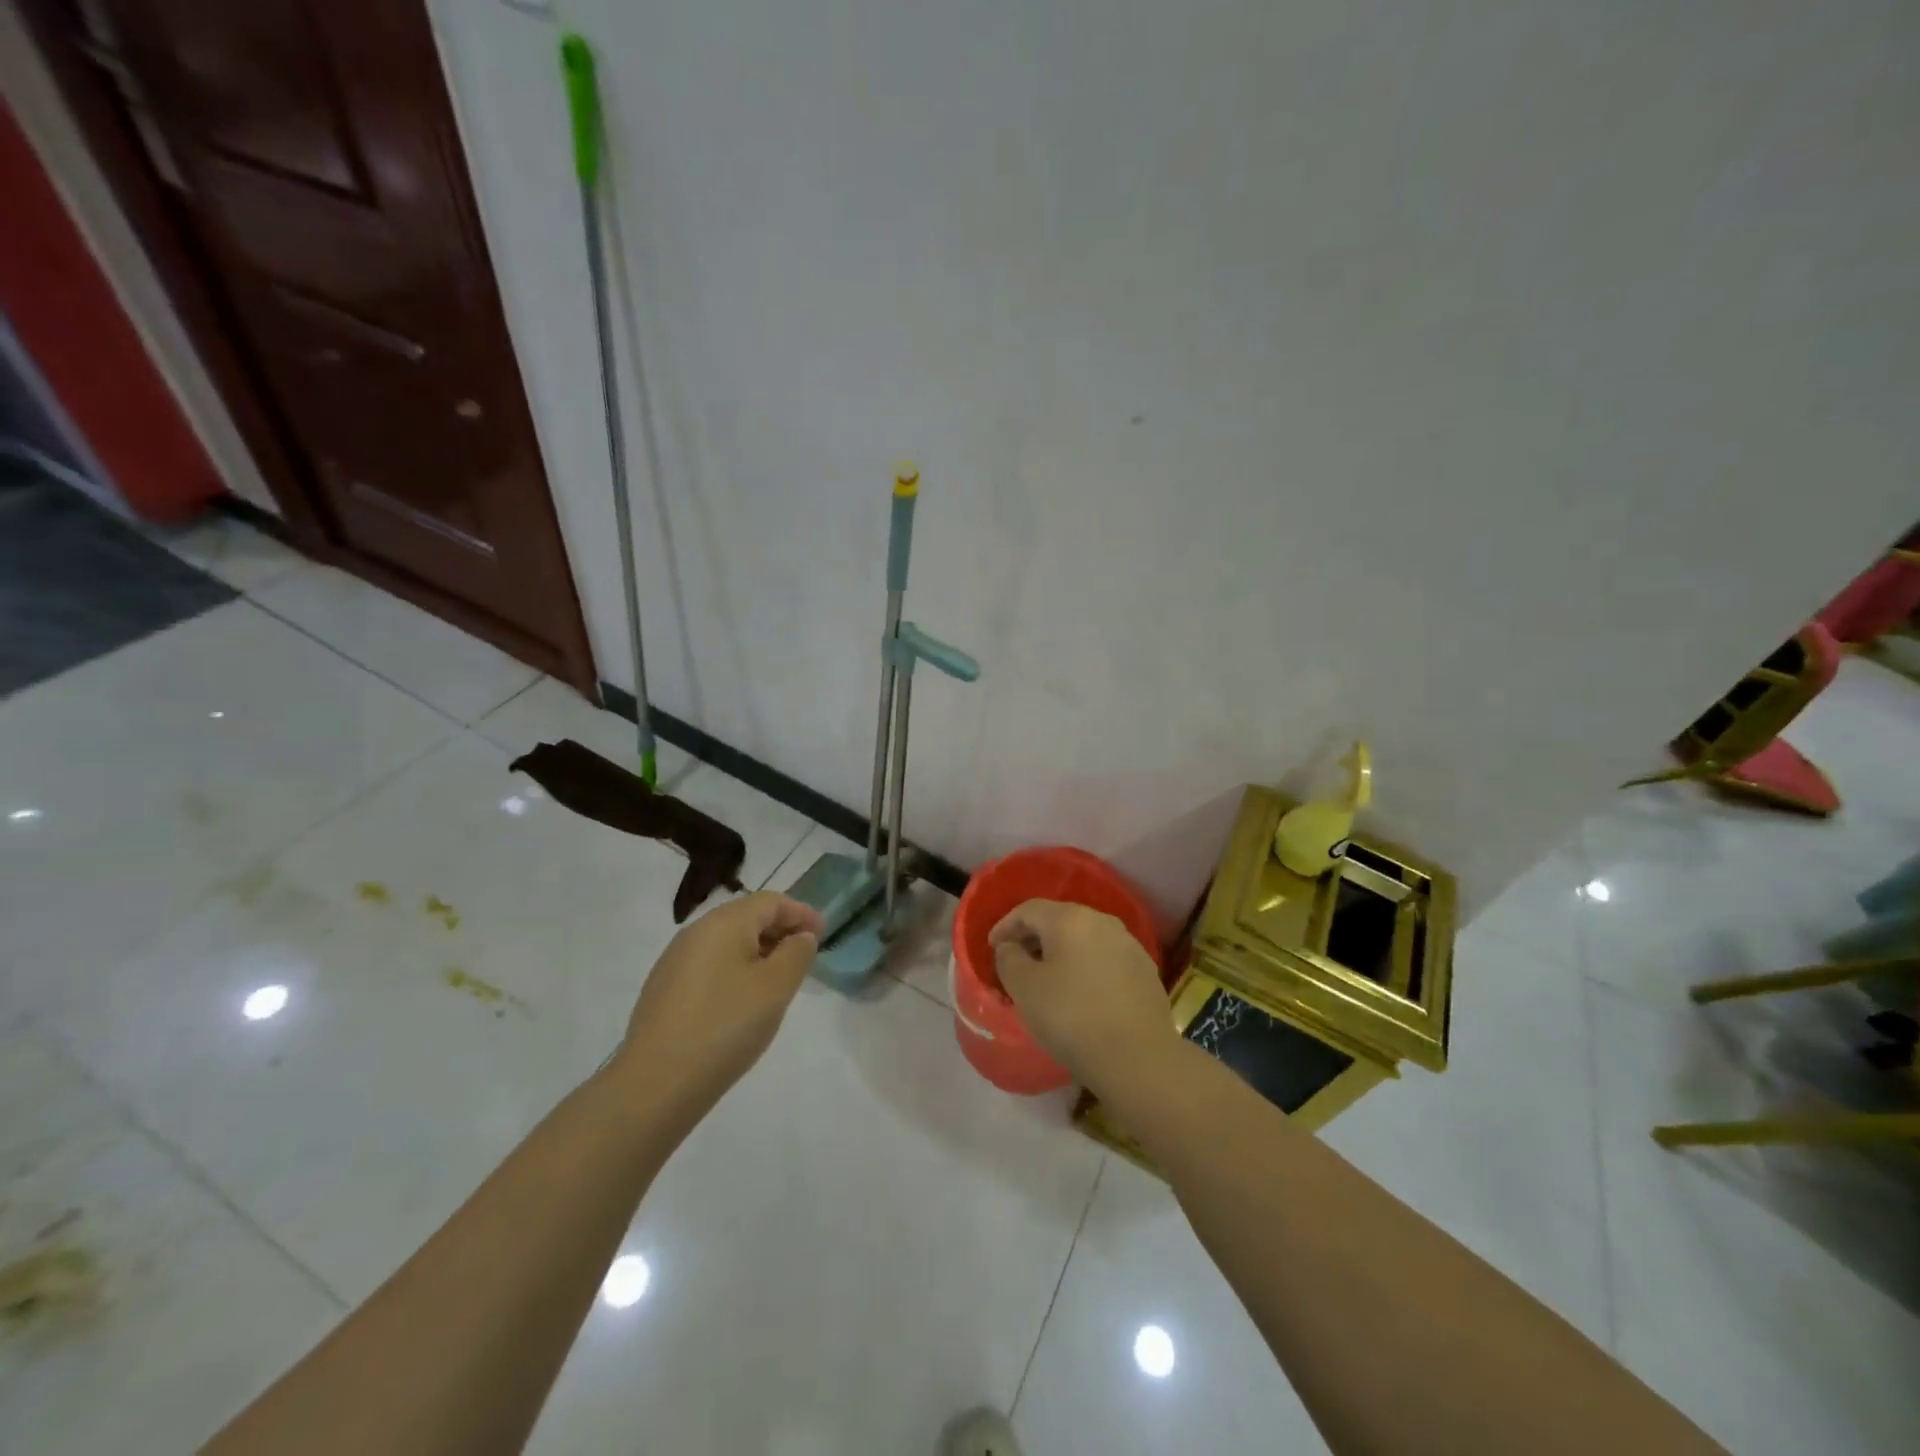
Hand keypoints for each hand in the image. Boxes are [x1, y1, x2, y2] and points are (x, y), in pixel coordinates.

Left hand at [613, 892, 822, 1126]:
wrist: (656, 1084)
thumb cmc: (726, 1026)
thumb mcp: (776, 987)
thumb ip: (797, 953)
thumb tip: (800, 937)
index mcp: (724, 922)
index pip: (771, 901)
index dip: (801, 913)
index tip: (823, 934)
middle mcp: (695, 932)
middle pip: (747, 917)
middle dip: (780, 931)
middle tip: (805, 957)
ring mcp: (674, 961)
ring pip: (727, 942)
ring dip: (758, 952)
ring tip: (778, 981)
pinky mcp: (663, 990)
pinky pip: (709, 965)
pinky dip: (735, 970)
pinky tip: (743, 1001)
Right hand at [988, 899, 1175, 1093]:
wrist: (1138, 1059)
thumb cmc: (1071, 1017)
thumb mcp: (1024, 988)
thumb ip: (1009, 959)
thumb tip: (1011, 947)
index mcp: (1070, 919)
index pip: (1028, 910)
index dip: (1005, 926)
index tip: (992, 948)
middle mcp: (1102, 921)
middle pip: (1059, 921)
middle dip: (1033, 938)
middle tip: (1016, 963)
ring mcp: (1129, 945)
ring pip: (1084, 940)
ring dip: (1061, 954)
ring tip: (1047, 980)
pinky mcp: (1145, 971)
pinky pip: (1105, 960)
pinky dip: (1086, 969)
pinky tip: (1080, 994)